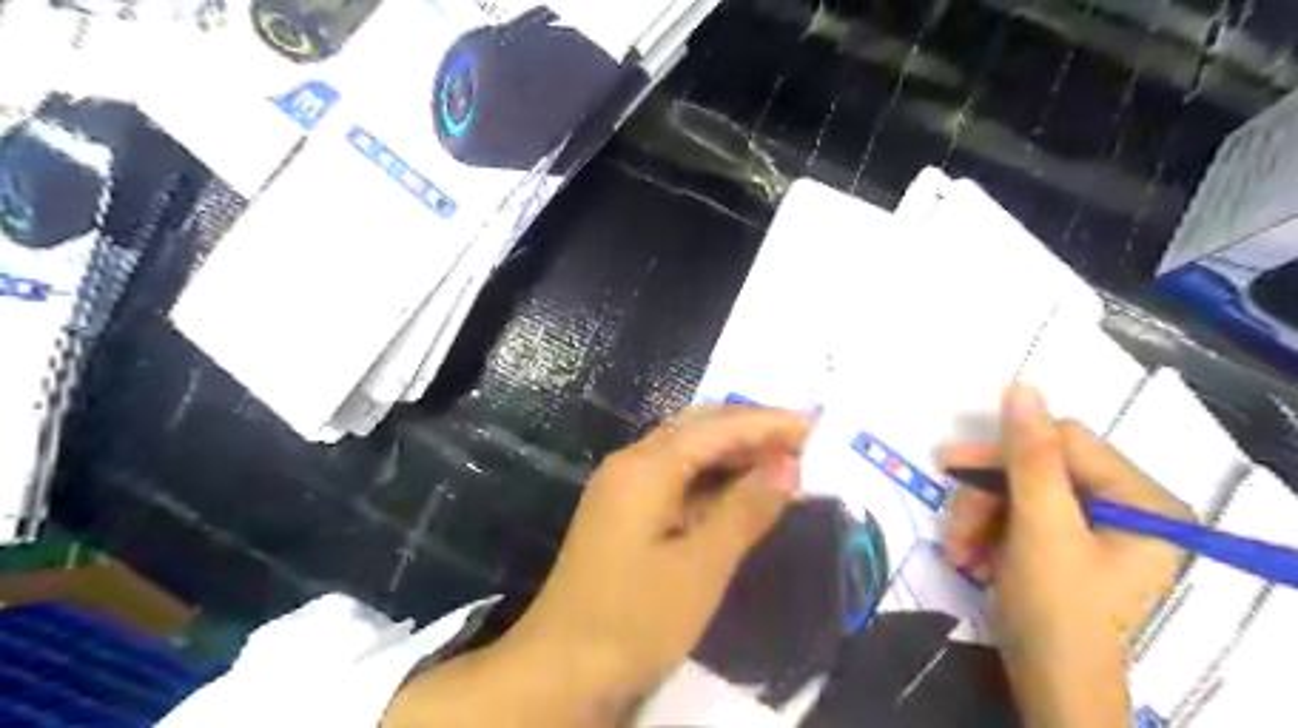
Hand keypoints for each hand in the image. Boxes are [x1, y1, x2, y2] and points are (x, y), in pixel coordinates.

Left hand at [385, 406, 808, 725]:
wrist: (560, 670)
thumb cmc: (634, 619)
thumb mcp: (702, 566)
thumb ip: (746, 509)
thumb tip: (787, 463)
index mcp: (646, 467)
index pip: (717, 428)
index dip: (767, 423)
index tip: (816, 426)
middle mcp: (631, 464)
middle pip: (699, 430)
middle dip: (751, 431)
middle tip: (803, 442)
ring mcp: (623, 488)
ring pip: (686, 454)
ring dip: (733, 455)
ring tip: (781, 463)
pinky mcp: (624, 513)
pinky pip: (675, 480)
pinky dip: (711, 482)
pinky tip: (739, 494)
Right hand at [940, 384, 1189, 727]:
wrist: (1051, 687)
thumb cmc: (1058, 608)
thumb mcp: (1041, 526)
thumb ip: (1031, 456)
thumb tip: (1022, 386)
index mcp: (1141, 501)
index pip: (1066, 443)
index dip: (1006, 451)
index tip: (954, 467)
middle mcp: (1123, 509)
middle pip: (1036, 471)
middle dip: (986, 498)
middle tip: (952, 520)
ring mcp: (1091, 530)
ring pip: (1017, 496)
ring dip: (978, 520)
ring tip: (958, 551)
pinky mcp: (1063, 547)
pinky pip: (1016, 520)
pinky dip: (986, 536)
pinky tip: (968, 559)